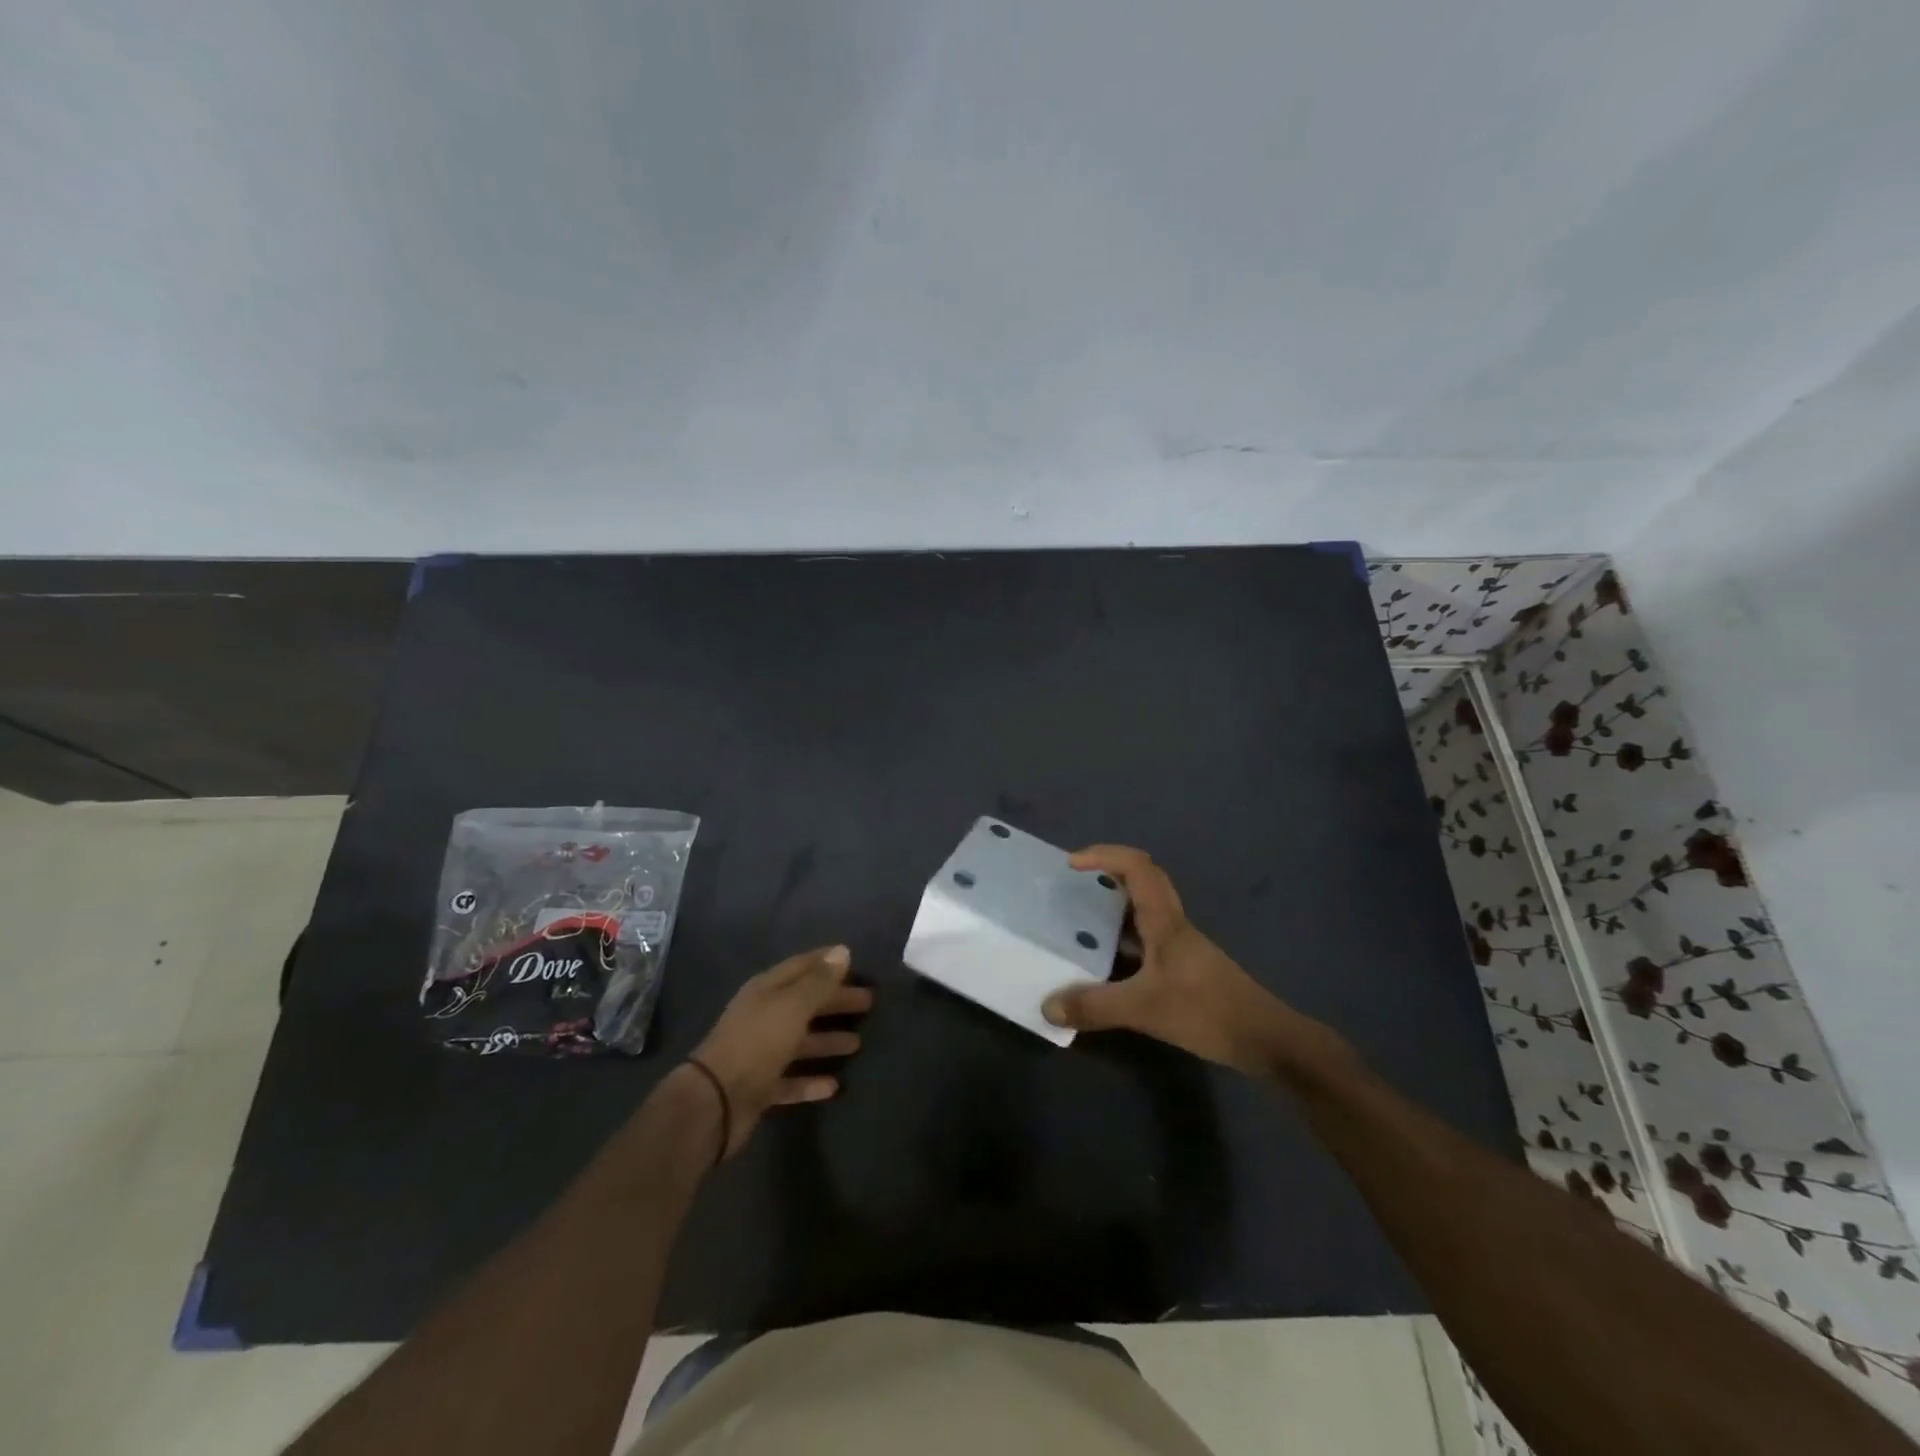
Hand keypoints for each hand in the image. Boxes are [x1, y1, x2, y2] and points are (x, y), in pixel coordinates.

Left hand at [688, 945, 872, 1156]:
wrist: (715, 1101)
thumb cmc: (758, 1042)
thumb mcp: (793, 1006)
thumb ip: (820, 981)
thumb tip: (843, 950)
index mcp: (767, 990)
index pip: (802, 966)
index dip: (827, 962)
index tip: (854, 960)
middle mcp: (763, 1016)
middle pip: (805, 1003)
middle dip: (835, 1001)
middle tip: (868, 1002)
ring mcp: (760, 1053)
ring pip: (800, 1042)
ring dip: (827, 1041)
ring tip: (857, 1043)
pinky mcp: (760, 1087)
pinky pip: (791, 1080)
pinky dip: (811, 1081)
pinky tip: (834, 1085)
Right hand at [1042, 846, 1306, 1075]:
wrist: (1266, 1040)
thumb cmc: (1207, 1012)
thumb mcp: (1145, 1009)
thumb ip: (1095, 1007)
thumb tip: (1048, 1006)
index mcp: (1165, 921)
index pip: (1138, 867)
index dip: (1105, 855)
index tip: (1073, 863)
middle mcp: (1174, 925)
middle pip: (1144, 880)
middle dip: (1109, 872)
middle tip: (1075, 884)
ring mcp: (1182, 947)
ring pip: (1146, 911)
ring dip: (1116, 906)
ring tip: (1082, 919)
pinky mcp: (1186, 969)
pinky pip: (1148, 939)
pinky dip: (1124, 940)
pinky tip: (1108, 963)